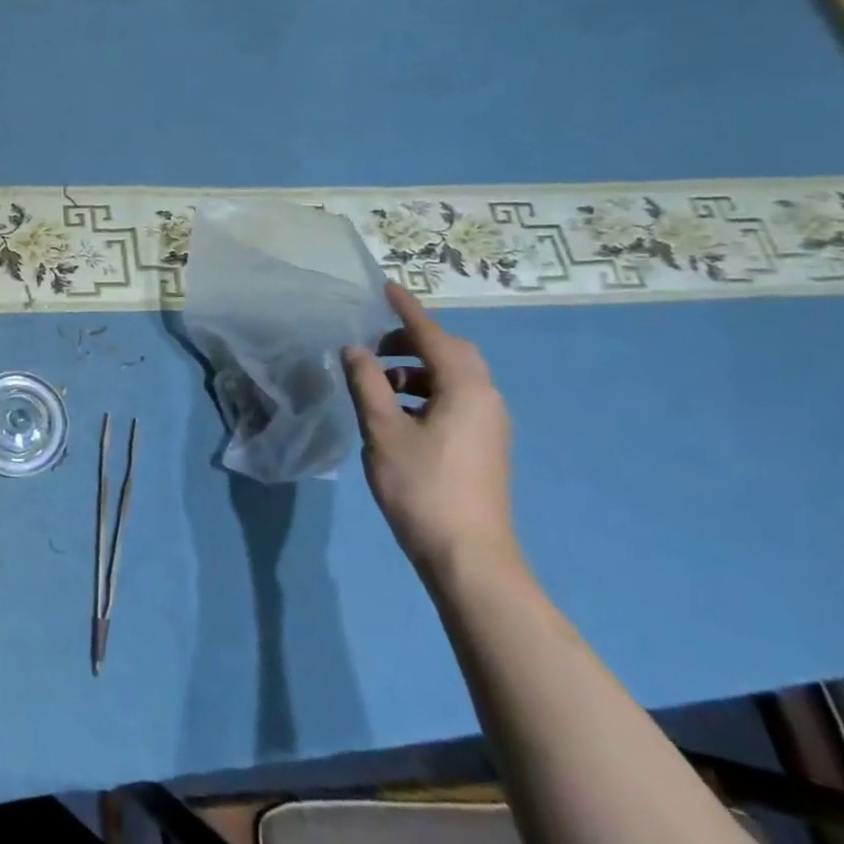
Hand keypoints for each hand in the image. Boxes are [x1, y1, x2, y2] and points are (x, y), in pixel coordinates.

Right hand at [342, 283, 518, 582]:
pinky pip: (455, 398)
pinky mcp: (483, 444)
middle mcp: (486, 398)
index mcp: (466, 388)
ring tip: (376, 381)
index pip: (433, 335)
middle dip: (412, 340)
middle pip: (451, 352)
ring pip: (452, 377)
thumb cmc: (422, 487)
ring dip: (415, 369)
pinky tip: (395, 411)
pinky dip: (424, 391)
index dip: (407, 310)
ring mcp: (489, 423)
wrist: (468, 555)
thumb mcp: (383, 430)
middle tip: (373, 344)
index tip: (386, 287)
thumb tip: (355, 350)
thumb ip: (367, 384)